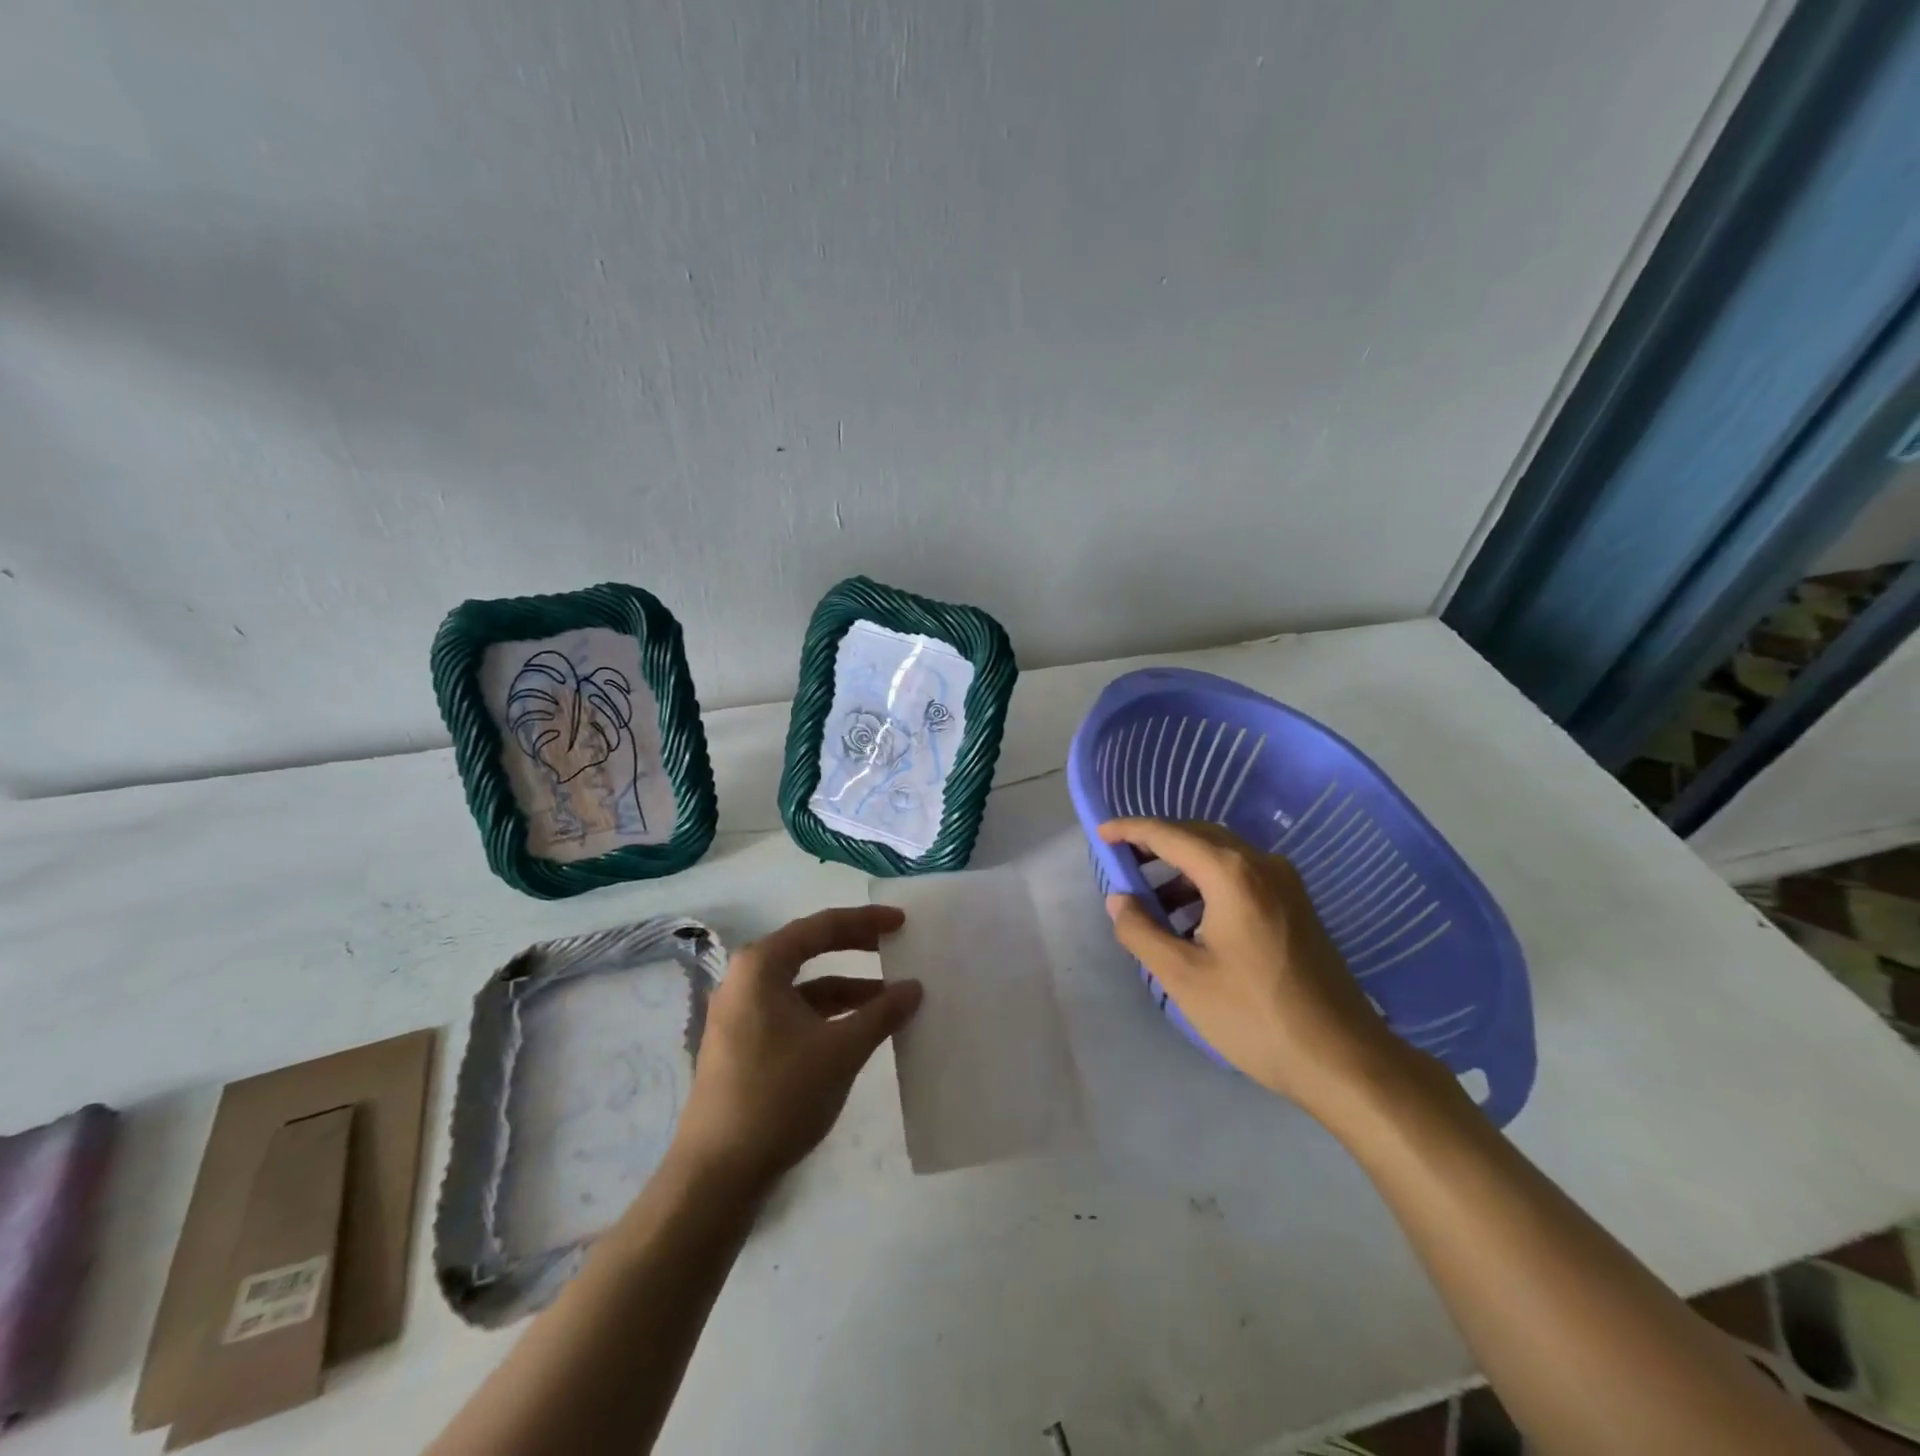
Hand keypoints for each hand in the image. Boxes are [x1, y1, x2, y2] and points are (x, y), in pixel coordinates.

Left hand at [670, 906, 922, 1194]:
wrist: (717, 1175)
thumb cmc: (779, 1095)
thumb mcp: (840, 1050)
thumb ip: (881, 1013)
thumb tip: (914, 987)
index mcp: (761, 966)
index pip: (821, 927)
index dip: (866, 922)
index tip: (902, 922)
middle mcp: (745, 980)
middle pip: (810, 950)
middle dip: (856, 949)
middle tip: (897, 948)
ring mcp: (741, 1014)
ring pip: (804, 988)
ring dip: (846, 991)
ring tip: (890, 1001)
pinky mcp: (743, 1045)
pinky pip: (793, 1014)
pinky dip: (828, 1017)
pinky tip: (859, 1033)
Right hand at [1098, 817, 1413, 1115]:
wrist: (1344, 1058)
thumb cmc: (1255, 1015)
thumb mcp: (1183, 976)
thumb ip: (1141, 931)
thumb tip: (1119, 900)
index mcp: (1232, 873)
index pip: (1170, 835)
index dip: (1131, 830)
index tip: (1101, 833)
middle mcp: (1262, 865)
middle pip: (1198, 837)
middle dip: (1157, 844)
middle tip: (1122, 862)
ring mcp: (1286, 884)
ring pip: (1222, 857)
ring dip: (1182, 868)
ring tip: (1151, 900)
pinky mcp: (1297, 906)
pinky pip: (1241, 877)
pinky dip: (1208, 885)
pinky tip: (1191, 920)